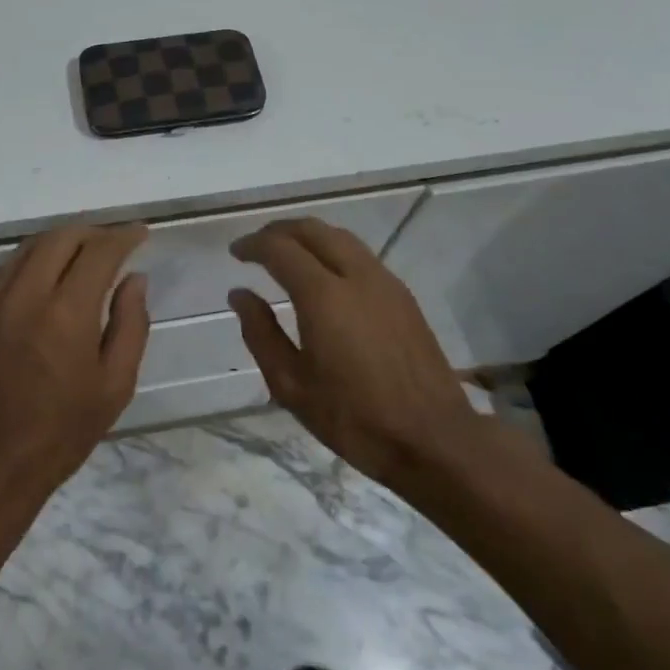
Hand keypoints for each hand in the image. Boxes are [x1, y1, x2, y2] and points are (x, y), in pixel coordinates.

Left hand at [0, 224, 150, 507]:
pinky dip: (35, 257)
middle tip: (115, 243)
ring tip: (85, 253)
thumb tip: (135, 278)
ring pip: (32, 246)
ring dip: (63, 240)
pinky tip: (49, 273)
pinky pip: (9, 266)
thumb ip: (131, 324)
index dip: (123, 236)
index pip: (99, 252)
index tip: (140, 233)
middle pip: (62, 237)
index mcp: (66, 314)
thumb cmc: (62, 432)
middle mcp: (27, 295)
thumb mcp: (115, 385)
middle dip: (94, 232)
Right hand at [229, 219, 486, 490]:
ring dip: (308, 237)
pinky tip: (325, 275)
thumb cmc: (354, 418)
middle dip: (280, 231)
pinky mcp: (403, 296)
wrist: (434, 439)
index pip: (280, 249)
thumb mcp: (292, 386)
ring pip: (340, 237)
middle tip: (257, 246)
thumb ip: (261, 334)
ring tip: (288, 254)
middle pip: (313, 230)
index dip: (253, 245)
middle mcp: (356, 276)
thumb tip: (240, 294)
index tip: (236, 252)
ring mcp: (385, 282)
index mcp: (324, 296)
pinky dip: (333, 250)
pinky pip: (360, 255)